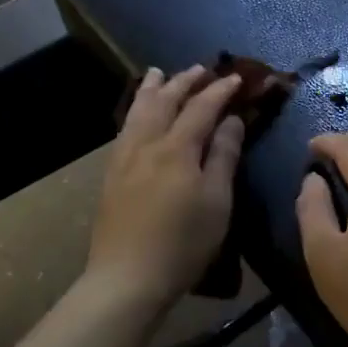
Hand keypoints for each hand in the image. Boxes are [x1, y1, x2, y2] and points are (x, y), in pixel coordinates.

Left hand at [86, 66, 244, 309]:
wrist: (127, 277)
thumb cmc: (183, 242)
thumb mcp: (217, 201)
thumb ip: (224, 156)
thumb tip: (231, 120)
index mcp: (177, 148)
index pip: (201, 107)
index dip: (220, 90)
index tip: (236, 78)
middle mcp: (147, 143)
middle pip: (165, 101)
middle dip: (184, 81)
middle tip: (200, 69)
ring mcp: (124, 158)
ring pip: (138, 111)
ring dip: (152, 89)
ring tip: (158, 73)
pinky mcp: (111, 174)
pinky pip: (124, 128)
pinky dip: (135, 110)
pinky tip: (136, 115)